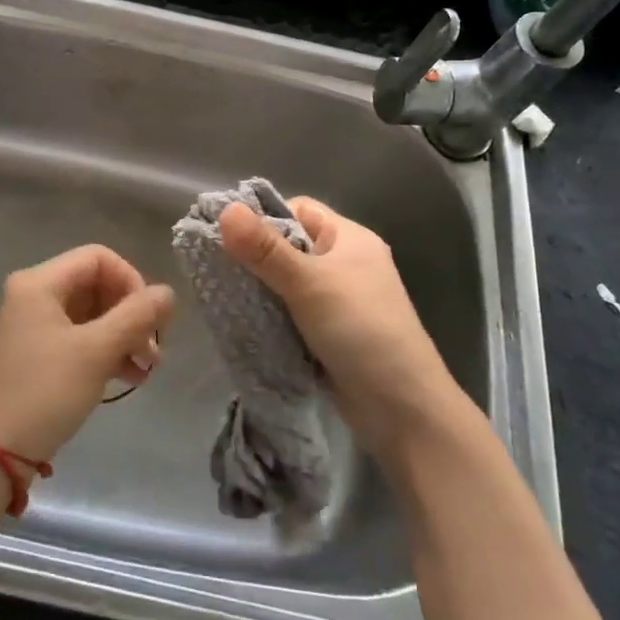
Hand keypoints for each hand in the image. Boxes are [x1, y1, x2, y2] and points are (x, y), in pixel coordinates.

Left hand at [0, 245, 175, 464]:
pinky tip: (129, 377)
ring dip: (123, 335)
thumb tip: (168, 293)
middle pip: (95, 285)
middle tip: (154, 350)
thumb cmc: (46, 391)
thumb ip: (136, 316)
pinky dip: (105, 351)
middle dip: (130, 314)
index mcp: (39, 282)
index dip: (131, 280)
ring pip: (90, 314)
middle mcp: (33, 294)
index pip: (98, 257)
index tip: (150, 317)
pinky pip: (79, 337)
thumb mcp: (97, 351)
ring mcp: (33, 324)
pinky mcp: (36, 352)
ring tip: (148, 368)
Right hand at [218, 198, 458, 449]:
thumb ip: (264, 249)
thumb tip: (225, 209)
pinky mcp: (328, 333)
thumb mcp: (308, 283)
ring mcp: (338, 301)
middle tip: (216, 265)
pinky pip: (289, 311)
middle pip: (288, 246)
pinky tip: (243, 320)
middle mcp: (344, 264)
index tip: (227, 235)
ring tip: (223, 293)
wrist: (403, 410)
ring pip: (285, 282)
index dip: (263, 217)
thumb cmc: (361, 330)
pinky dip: (269, 315)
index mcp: (350, 239)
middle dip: (254, 256)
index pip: (297, 210)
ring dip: (259, 289)